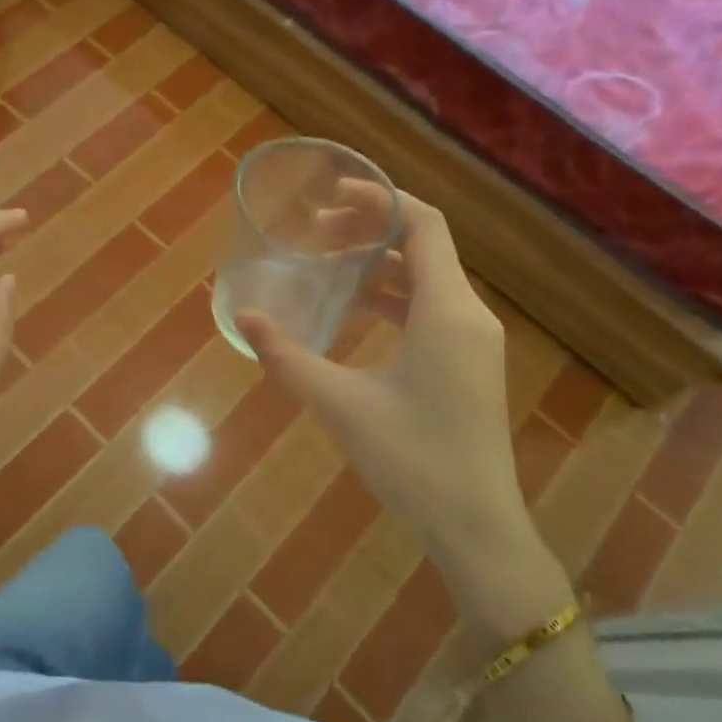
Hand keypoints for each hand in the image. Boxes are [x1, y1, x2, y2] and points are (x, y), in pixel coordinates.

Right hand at [237, 191, 567, 620]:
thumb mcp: (341, 405)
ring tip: (328, 261)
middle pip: (423, 245)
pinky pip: (429, 308)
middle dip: (371, 227)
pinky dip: (392, 296)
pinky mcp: (467, 363)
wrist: (477, 528)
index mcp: (448, 311)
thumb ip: (289, 358)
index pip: (423, 224)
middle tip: (317, 230)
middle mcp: (468, 314)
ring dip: (379, 262)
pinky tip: (353, 309)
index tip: (333, 194)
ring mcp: (472, 340)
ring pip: (426, 277)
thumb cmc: (413, 461)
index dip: (380, 198)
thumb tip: (244, 319)